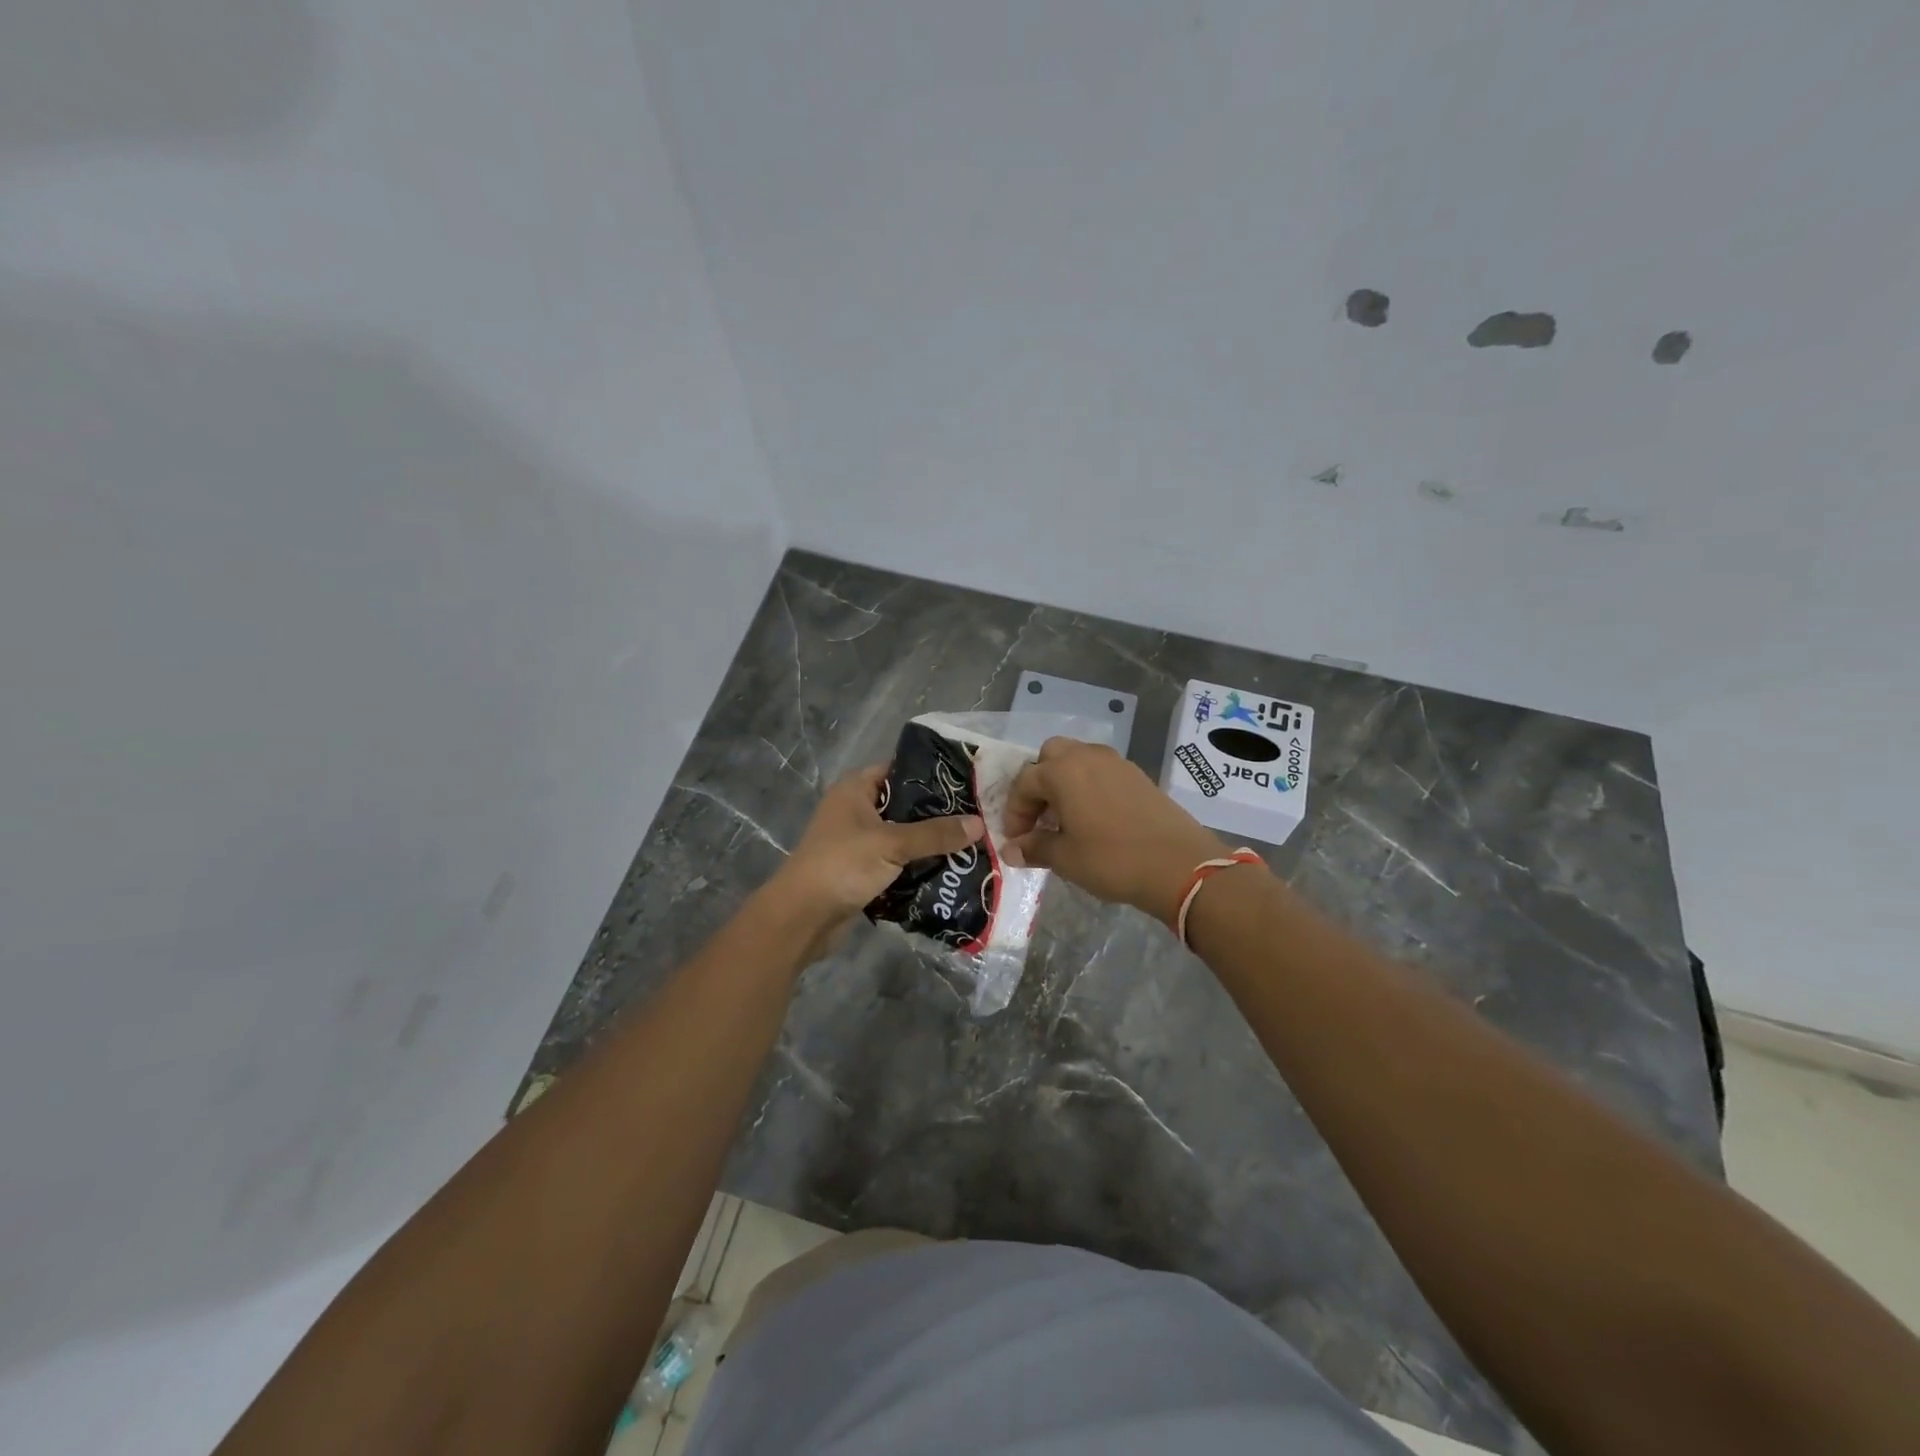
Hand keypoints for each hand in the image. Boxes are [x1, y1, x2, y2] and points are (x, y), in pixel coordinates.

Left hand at [765, 765, 983, 936]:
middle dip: (937, 814)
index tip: (967, 783)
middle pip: (904, 805)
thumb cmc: (842, 865)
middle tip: (977, 817)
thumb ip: (935, 834)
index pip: (899, 769)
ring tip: (970, 844)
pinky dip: (916, 867)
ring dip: (928, 844)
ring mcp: (857, 842)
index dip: (931, 775)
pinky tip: (948, 871)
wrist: (802, 917)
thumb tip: (979, 824)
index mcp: (855, 790)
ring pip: (902, 836)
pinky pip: (896, 862)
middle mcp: (855, 810)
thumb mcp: (892, 844)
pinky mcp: (861, 871)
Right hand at [1003, 738, 1226, 927]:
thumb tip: (1011, 850)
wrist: (1179, 865)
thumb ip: (1034, 848)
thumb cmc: (1112, 859)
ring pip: (1078, 760)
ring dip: (1064, 783)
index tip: (1016, 839)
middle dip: (1039, 784)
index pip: (1025, 783)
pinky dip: (1089, 787)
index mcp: (1062, 771)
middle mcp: (1087, 757)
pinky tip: (1094, 819)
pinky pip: (1102, 771)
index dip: (1015, 811)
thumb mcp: (1065, 858)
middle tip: (1039, 818)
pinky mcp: (1138, 775)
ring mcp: (1116, 763)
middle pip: (1051, 757)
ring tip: (1065, 819)